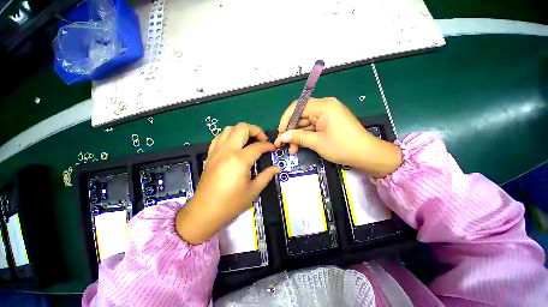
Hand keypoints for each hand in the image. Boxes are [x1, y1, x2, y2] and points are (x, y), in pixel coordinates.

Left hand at [176, 123, 279, 244]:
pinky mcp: (210, 155)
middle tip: (263, 140)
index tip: (273, 149)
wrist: (204, 212)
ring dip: (242, 131)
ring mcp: (216, 151)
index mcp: (240, 159)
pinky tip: (235, 145)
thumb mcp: (253, 190)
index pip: (258, 146)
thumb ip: (266, 175)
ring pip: (229, 129)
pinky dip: (229, 136)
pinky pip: (219, 137)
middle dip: (256, 130)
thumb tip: (277, 168)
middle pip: (242, 128)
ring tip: (249, 141)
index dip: (268, 146)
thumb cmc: (231, 203)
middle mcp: (227, 150)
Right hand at [274, 97, 401, 177]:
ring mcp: (327, 115)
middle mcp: (325, 107)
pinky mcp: (329, 123)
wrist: (367, 155)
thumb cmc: (342, 147)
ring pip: (306, 123)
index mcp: (323, 106)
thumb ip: (297, 137)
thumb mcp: (317, 142)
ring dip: (297, 136)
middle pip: (301, 116)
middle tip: (283, 144)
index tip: (280, 133)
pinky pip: (313, 127)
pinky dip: (306, 136)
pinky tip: (299, 146)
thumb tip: (281, 137)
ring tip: (292, 149)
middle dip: (291, 131)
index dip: (286, 120)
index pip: (297, 107)